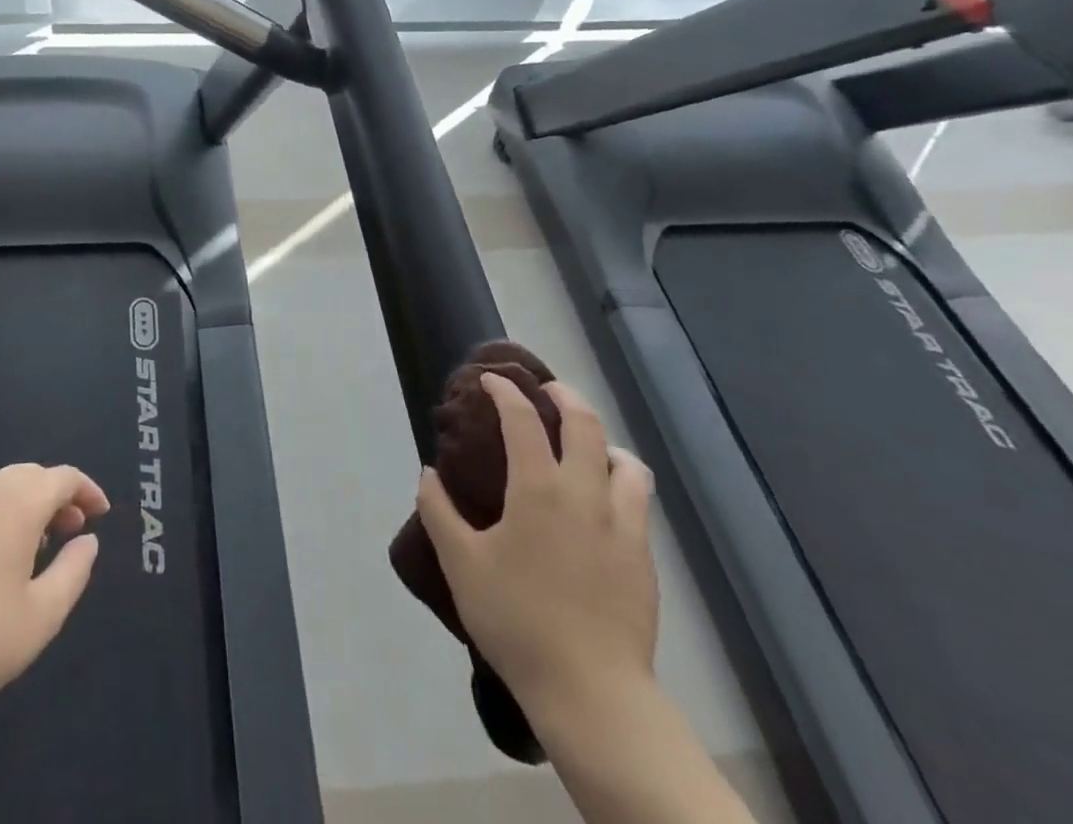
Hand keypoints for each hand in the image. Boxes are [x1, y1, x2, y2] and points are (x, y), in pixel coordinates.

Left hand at [0, 463, 109, 724]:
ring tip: (29, 546)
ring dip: (20, 506)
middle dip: (54, 496)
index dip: (87, 489)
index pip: (62, 477)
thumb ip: (74, 571)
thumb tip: (88, 541)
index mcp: (17, 504)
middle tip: (69, 529)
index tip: (100, 513)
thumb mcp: (42, 616)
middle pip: (28, 476)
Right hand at [418, 376, 658, 713]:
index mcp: (538, 488)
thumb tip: (428, 474)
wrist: (592, 692)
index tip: (491, 381)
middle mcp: (585, 494)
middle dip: (564, 397)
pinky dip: (621, 482)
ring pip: (625, 461)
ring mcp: (622, 525)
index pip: (523, 419)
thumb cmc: (517, 620)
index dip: (505, 392)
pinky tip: (604, 502)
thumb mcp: (461, 564)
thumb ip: (438, 511)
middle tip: (546, 391)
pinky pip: (639, 501)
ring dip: (603, 441)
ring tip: (585, 446)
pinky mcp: (644, 558)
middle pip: (585, 424)